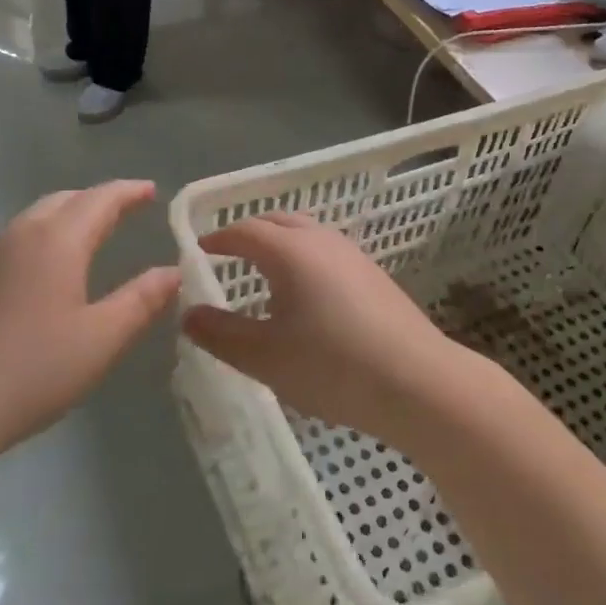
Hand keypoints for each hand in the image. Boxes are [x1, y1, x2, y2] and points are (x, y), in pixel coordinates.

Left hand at [0, 182, 179, 457]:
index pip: (100, 200)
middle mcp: (18, 237)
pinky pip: (11, 243)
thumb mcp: (101, 340)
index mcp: (56, 242)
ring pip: (32, 219)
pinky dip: (40, 239)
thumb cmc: (31, 371)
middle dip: (97, 200)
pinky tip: (41, 272)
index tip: (152, 190)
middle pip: (63, 201)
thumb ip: (141, 301)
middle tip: (124, 209)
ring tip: (87, 234)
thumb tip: (173, 271)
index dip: (129, 192)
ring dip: (65, 216)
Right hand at [182, 213, 469, 442]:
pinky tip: (305, 295)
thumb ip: (220, 333)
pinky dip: (303, 258)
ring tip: (262, 273)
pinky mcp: (374, 275)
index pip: (244, 231)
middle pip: (277, 222)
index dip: (218, 238)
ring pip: (306, 234)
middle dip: (248, 233)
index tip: (199, 250)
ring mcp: (353, 255)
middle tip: (227, 255)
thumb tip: (188, 314)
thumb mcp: (264, 356)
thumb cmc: (332, 366)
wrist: (417, 382)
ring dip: (279, 243)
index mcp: (290, 250)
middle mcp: (322, 240)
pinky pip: (326, 252)